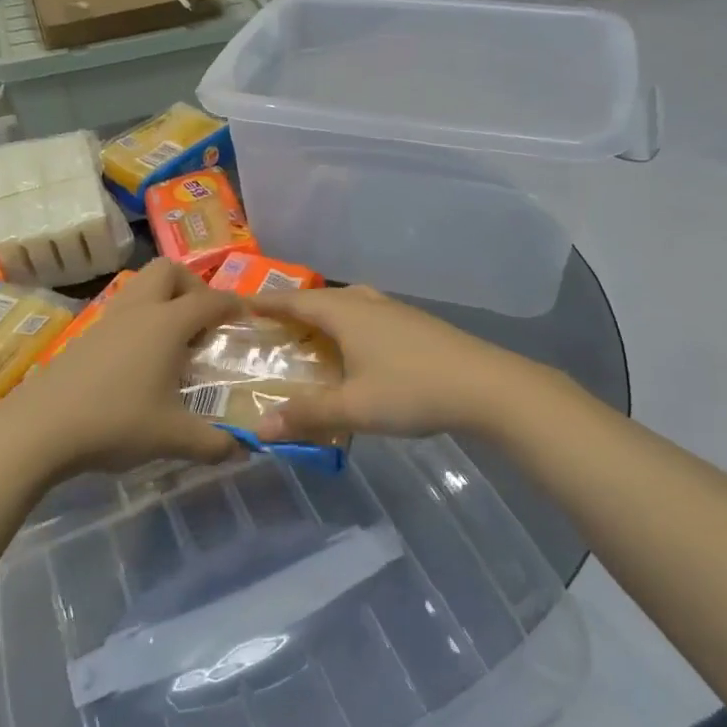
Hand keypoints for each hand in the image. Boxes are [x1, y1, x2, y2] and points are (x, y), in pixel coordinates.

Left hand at [0, 259, 246, 480]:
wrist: (39, 429)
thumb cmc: (116, 423)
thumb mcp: (173, 438)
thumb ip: (214, 443)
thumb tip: (243, 449)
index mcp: (167, 324)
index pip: (211, 300)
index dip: (234, 305)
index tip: (248, 316)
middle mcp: (139, 310)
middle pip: (169, 271)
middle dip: (194, 286)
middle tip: (203, 322)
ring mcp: (107, 320)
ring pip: (141, 286)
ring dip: (164, 300)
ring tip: (174, 341)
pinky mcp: (85, 336)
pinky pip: (123, 310)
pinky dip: (141, 320)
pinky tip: (141, 361)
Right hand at [249, 286, 545, 443]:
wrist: (487, 386)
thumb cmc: (412, 390)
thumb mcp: (354, 407)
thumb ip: (307, 415)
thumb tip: (260, 428)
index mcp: (345, 313)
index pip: (294, 300)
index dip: (266, 302)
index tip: (240, 304)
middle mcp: (367, 302)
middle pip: (321, 298)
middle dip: (294, 308)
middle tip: (271, 325)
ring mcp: (395, 311)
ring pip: (349, 304)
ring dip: (325, 315)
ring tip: (311, 333)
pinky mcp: (416, 324)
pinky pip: (369, 315)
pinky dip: (350, 325)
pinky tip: (358, 348)